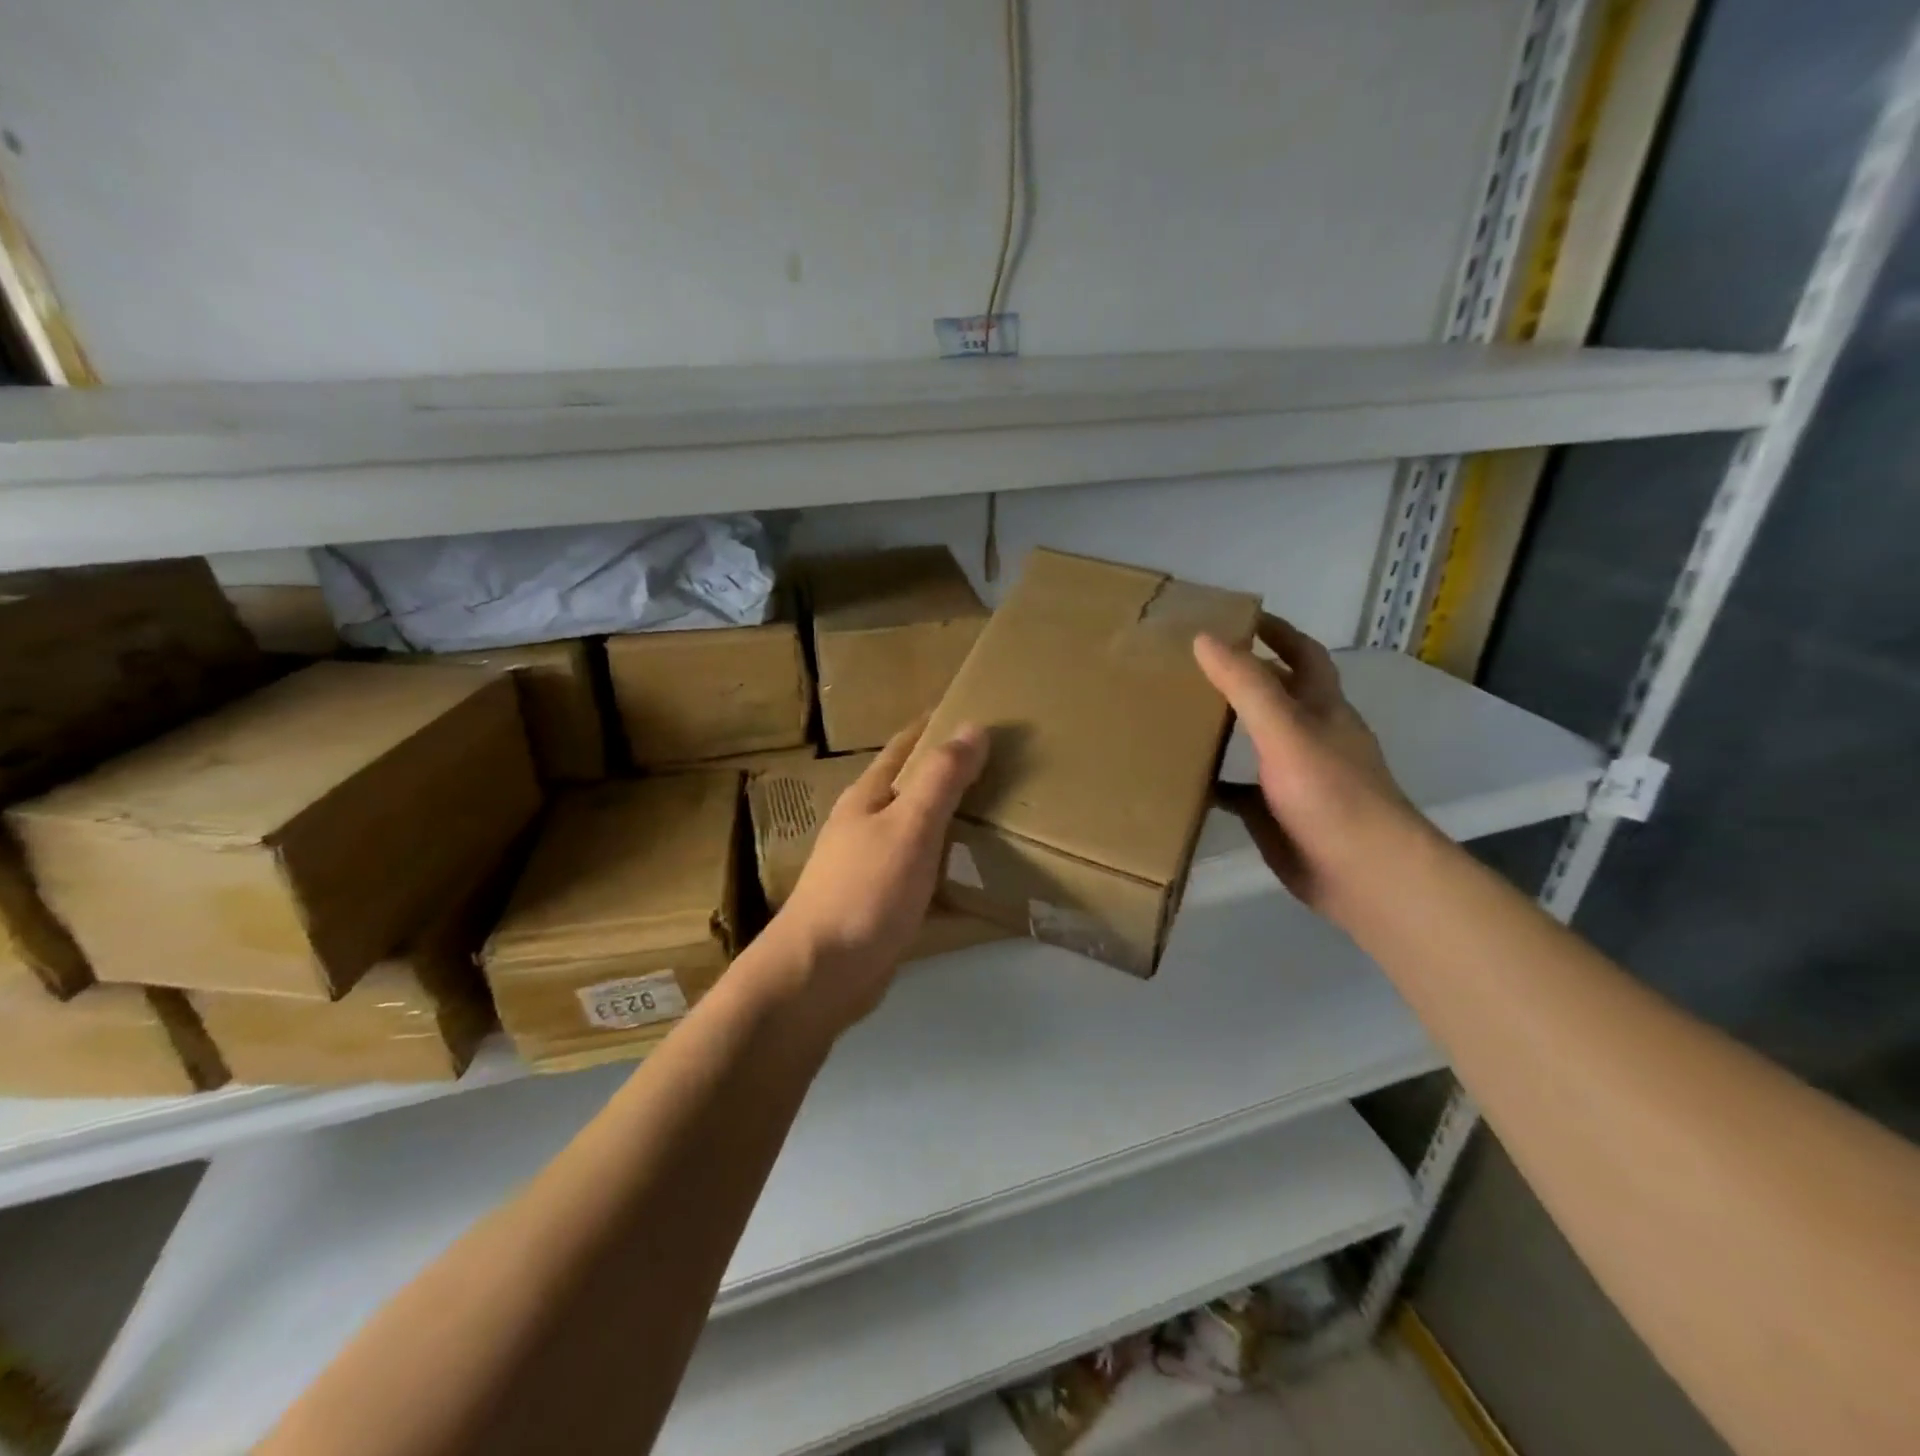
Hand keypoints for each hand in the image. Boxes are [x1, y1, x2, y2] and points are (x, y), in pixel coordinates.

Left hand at [759, 717, 986, 1032]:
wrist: (822, 973)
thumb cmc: (866, 890)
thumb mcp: (910, 826)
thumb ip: (942, 778)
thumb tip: (973, 726)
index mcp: (869, 796)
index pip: (905, 745)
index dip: (936, 725)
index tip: (976, 711)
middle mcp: (866, 824)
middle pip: (913, 787)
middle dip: (951, 773)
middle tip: (1004, 765)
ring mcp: (872, 866)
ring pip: (920, 832)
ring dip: (954, 821)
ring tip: (1002, 816)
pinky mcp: (882, 904)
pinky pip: (924, 874)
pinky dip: (951, 869)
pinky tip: (979, 878)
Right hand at [1194, 615, 1415, 915]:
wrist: (1362, 872)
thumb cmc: (1329, 793)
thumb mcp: (1285, 731)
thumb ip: (1246, 685)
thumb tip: (1205, 638)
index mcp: (1321, 709)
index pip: (1303, 655)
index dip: (1277, 631)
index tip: (1239, 616)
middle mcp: (1310, 736)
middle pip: (1277, 695)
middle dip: (1243, 675)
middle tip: (1192, 663)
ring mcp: (1294, 777)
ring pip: (1256, 741)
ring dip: (1226, 726)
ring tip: (1179, 714)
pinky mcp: (1276, 814)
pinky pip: (1239, 790)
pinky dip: (1214, 781)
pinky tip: (1183, 779)